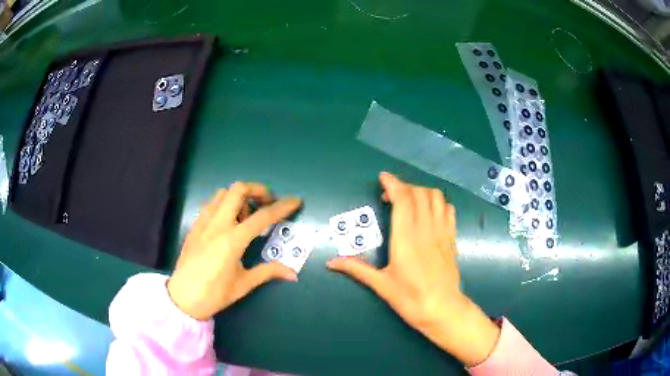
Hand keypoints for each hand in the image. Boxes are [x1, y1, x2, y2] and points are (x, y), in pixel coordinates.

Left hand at [167, 182, 301, 320]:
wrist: (183, 297)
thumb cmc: (214, 293)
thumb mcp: (244, 284)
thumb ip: (268, 272)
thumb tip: (292, 273)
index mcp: (232, 240)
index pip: (262, 217)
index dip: (282, 207)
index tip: (295, 201)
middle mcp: (217, 224)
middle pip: (238, 190)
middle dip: (257, 190)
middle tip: (267, 203)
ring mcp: (203, 223)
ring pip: (222, 193)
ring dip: (239, 197)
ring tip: (246, 215)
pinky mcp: (194, 226)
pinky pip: (210, 204)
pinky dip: (223, 204)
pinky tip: (227, 221)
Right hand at [327, 172, 499, 366]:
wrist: (443, 310)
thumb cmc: (410, 299)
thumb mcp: (381, 285)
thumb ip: (356, 269)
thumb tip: (330, 262)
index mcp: (406, 239)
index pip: (403, 199)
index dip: (393, 184)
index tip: (383, 178)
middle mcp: (426, 229)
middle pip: (419, 193)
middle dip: (404, 187)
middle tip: (390, 197)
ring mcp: (442, 232)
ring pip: (436, 197)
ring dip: (421, 192)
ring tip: (410, 202)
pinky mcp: (452, 238)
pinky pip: (448, 210)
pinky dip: (438, 203)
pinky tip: (429, 213)